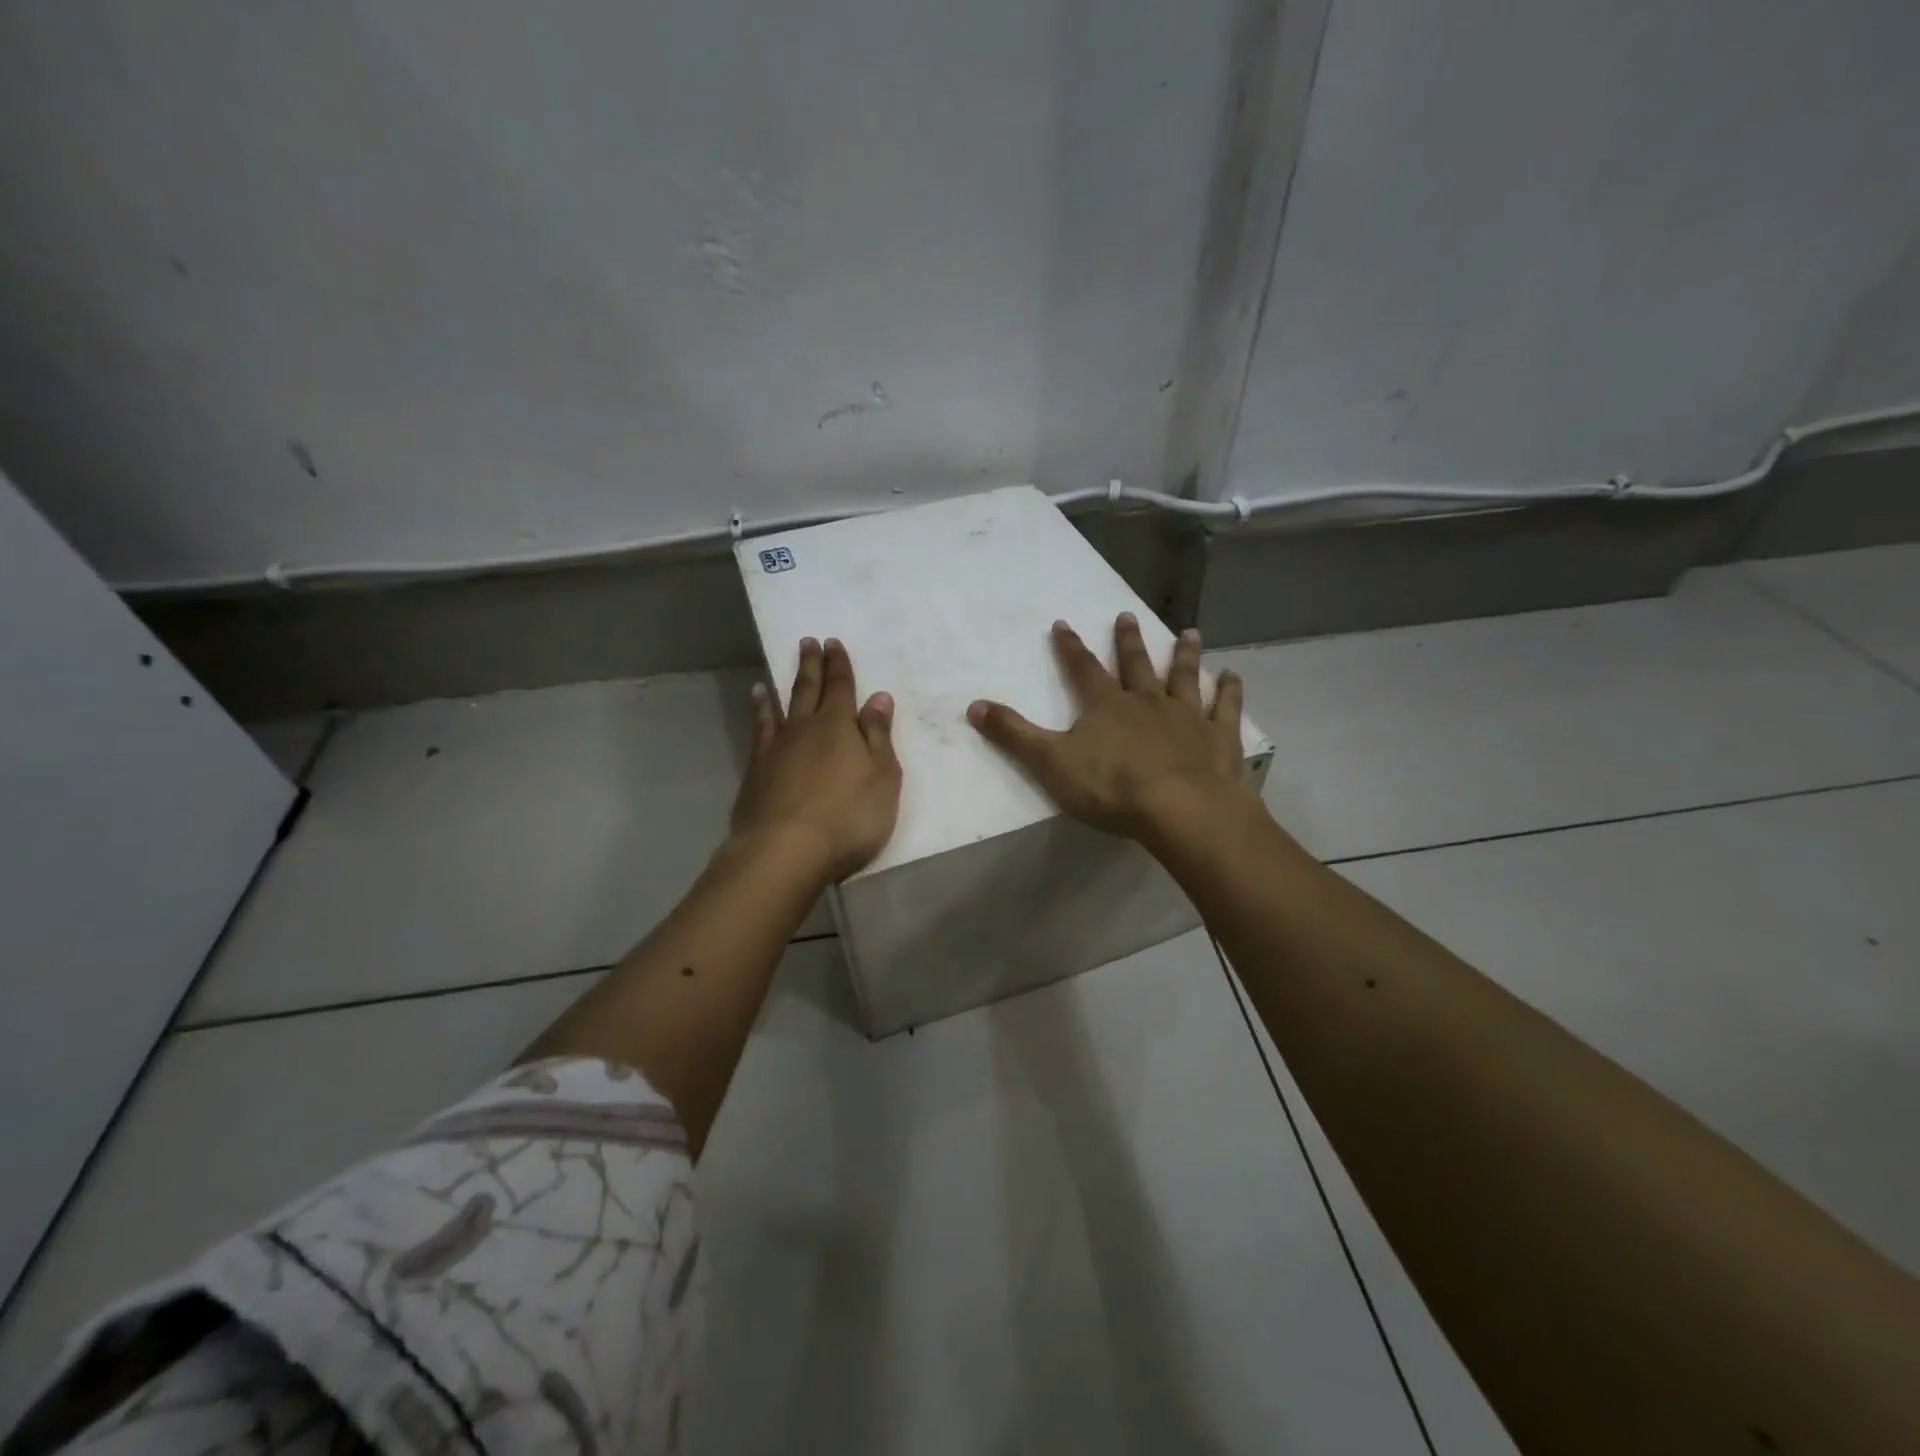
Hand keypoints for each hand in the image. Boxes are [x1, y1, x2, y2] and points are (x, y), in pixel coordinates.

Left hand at [730, 637, 901, 880]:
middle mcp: (805, 729)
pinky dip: (760, 713)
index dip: (839, 665)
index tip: (833, 643)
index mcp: (839, 727)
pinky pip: (759, 731)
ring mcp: (776, 749)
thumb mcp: (882, 777)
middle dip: (812, 666)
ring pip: (780, 707)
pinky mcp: (756, 772)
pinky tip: (758, 706)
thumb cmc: (848, 817)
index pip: (841, 687)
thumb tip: (878, 696)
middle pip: (809, 690)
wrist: (785, 851)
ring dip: (783, 687)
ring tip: (776, 670)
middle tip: (808, 642)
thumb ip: (878, 735)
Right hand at [967, 613, 1253, 839]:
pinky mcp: (1219, 737)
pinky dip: (1229, 690)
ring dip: (1185, 654)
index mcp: (1106, 706)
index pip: (1082, 669)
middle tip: (1126, 615)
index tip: (1063, 623)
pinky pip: (1225, 707)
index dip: (1069, 647)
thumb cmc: (1111, 787)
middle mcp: (1147, 701)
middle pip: (1136, 664)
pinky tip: (1233, 675)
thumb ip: (1014, 734)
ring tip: (1189, 631)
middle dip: (1128, 641)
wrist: (1180, 808)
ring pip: (1184, 677)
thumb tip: (973, 705)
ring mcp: (1187, 716)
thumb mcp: (1050, 762)